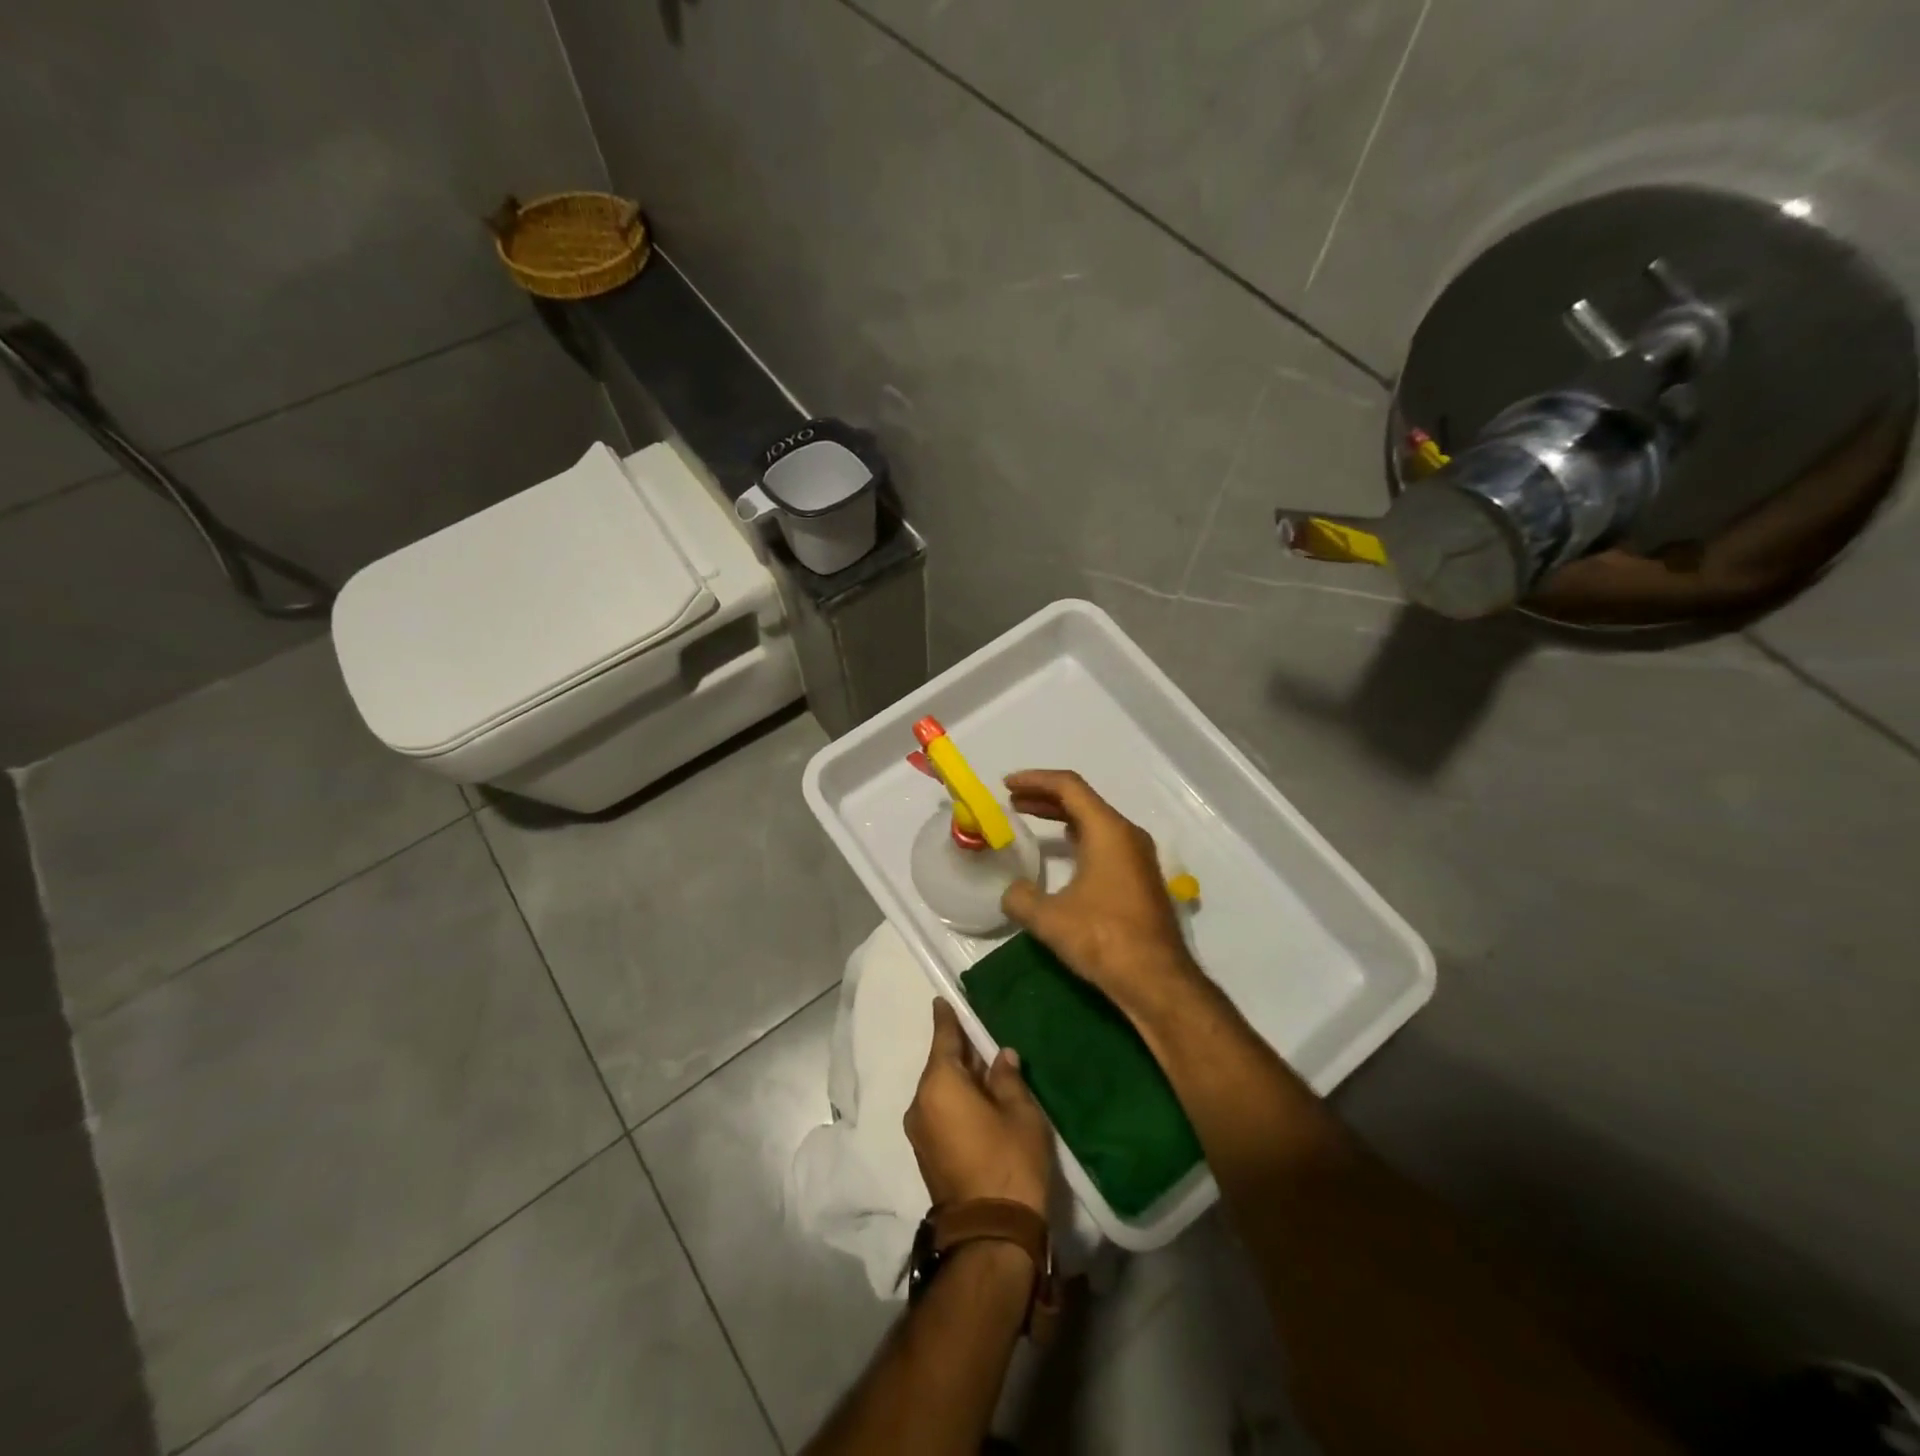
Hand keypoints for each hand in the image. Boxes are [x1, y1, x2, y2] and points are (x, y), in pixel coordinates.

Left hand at [905, 999, 1051, 1217]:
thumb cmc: (1008, 1162)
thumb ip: (1008, 1078)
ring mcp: (919, 1132)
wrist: (991, 1234)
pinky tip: (978, 1100)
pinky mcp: (926, 1154)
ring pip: (939, 1091)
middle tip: (980, 1035)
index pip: (943, 1039)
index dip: (946, 1019)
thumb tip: (1001, 1056)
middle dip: (959, 1052)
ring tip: (985, 1068)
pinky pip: (938, 1112)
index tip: (942, 1000)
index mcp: (939, 1084)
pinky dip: (955, 1101)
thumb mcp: (1020, 1113)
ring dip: (960, 1079)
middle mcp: (920, 1103)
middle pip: (940, 1066)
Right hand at [1000, 769, 1203, 1014]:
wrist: (1157, 980)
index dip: (1035, 780)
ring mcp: (1138, 857)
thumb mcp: (1049, 918)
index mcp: (1108, 831)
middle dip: (1045, 797)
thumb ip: (1020, 898)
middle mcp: (1127, 835)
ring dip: (1062, 816)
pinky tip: (1064, 850)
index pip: (1068, 786)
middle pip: (1083, 801)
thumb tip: (1012, 892)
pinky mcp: (1140, 879)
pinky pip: (1105, 842)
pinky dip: (1079, 836)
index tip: (1006, 784)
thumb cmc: (1103, 938)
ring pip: (1096, 821)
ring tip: (1031, 818)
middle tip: (1013, 800)